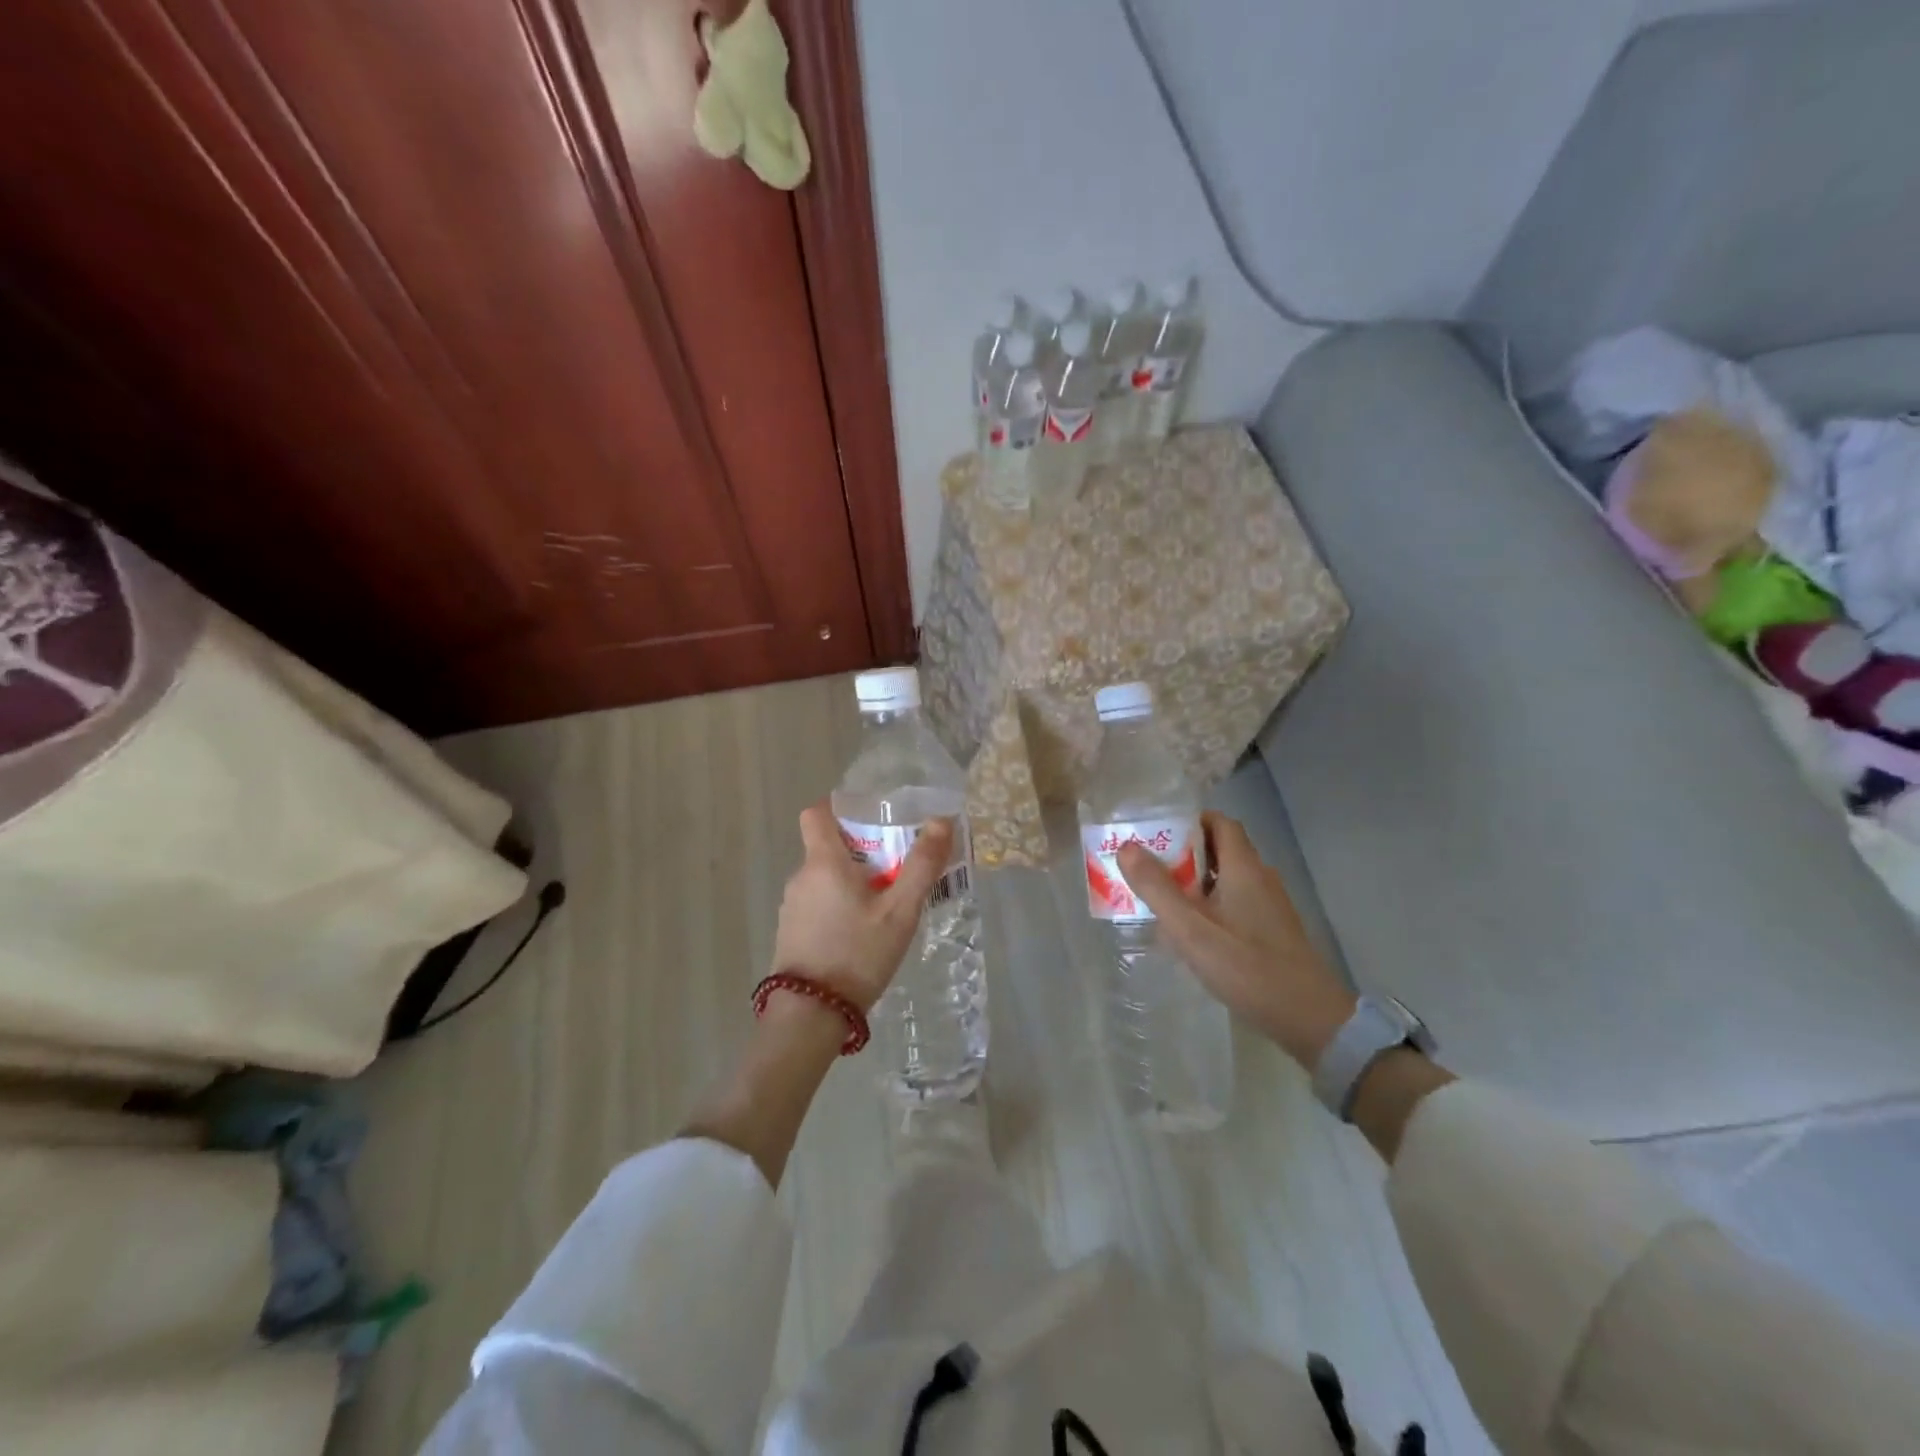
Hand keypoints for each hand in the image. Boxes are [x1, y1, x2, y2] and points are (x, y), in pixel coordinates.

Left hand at [770, 800, 952, 1012]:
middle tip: (897, 865)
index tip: (870, 815)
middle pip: (828, 846)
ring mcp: (792, 906)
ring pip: (824, 878)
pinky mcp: (791, 932)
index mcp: (823, 862)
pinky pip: (818, 903)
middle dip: (862, 850)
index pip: (817, 812)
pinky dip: (839, 904)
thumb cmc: (857, 954)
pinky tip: (863, 932)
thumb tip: (942, 821)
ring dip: (852, 880)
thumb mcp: (900, 911)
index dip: (840, 806)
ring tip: (886, 902)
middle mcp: (801, 877)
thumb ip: (922, 866)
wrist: (810, 1016)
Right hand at [1118, 811, 1356, 1068]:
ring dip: (1193, 882)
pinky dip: (1209, 904)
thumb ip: (1157, 888)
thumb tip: (1127, 847)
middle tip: (1146, 868)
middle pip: (1219, 849)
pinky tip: (1190, 932)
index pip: (1219, 823)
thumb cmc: (1247, 968)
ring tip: (1159, 899)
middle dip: (1182, 853)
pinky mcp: (1271, 930)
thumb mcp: (1191, 929)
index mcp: (1243, 868)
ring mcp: (1269, 905)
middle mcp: (1260, 877)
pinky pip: (1234, 902)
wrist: (1310, 1019)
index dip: (1187, 821)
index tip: (1155, 833)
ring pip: (1225, 878)